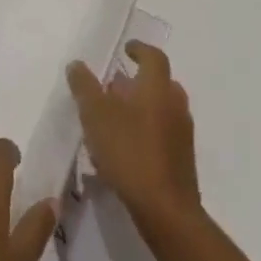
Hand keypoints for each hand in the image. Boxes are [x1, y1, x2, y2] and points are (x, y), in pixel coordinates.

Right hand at [66, 41, 201, 229]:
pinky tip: (125, 147)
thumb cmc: (129, 151)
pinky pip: (164, 133)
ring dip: (142, 107)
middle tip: (115, 86)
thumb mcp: (95, 114)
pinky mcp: (182, 161)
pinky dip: (147, 130)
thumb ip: (84, 86)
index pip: (153, 57)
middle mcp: (175, 105)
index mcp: (157, 88)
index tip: (126, 49)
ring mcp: (182, 135)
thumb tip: (77, 64)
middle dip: (138, 81)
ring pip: (162, 109)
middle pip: (160, 83)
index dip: (139, 50)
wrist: (166, 211)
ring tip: (115, 118)